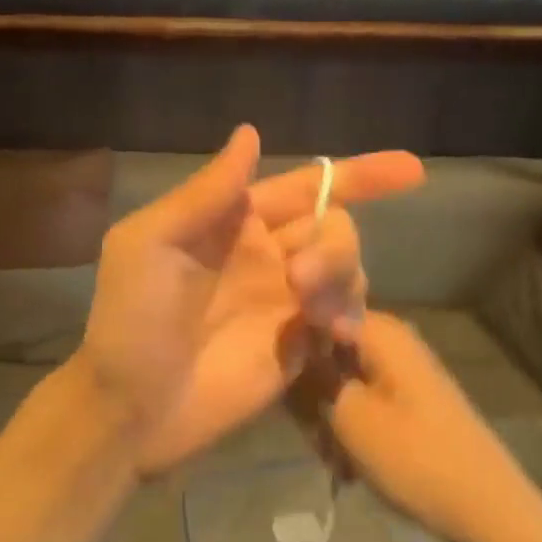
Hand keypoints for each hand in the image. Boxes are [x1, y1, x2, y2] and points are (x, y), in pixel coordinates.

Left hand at [74, 127, 423, 477]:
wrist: (131, 409)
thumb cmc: (132, 318)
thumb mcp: (151, 242)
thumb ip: (207, 192)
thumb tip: (251, 132)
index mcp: (234, 220)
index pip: (305, 186)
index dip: (358, 174)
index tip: (410, 168)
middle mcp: (268, 253)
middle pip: (334, 225)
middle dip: (334, 244)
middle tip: (300, 279)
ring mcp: (286, 300)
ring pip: (347, 268)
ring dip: (341, 278)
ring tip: (310, 313)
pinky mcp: (298, 345)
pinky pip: (345, 317)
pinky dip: (351, 317)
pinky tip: (333, 334)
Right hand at [292, 312, 541, 541]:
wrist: (492, 513)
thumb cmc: (415, 458)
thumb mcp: (349, 417)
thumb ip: (313, 375)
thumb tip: (290, 341)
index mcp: (380, 330)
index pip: (316, 316)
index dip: (294, 347)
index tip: (282, 385)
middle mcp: (393, 341)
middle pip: (329, 352)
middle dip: (313, 393)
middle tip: (314, 435)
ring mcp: (405, 372)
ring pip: (345, 383)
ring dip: (331, 419)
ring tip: (336, 459)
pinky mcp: (412, 402)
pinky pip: (367, 403)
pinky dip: (355, 430)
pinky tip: (354, 466)